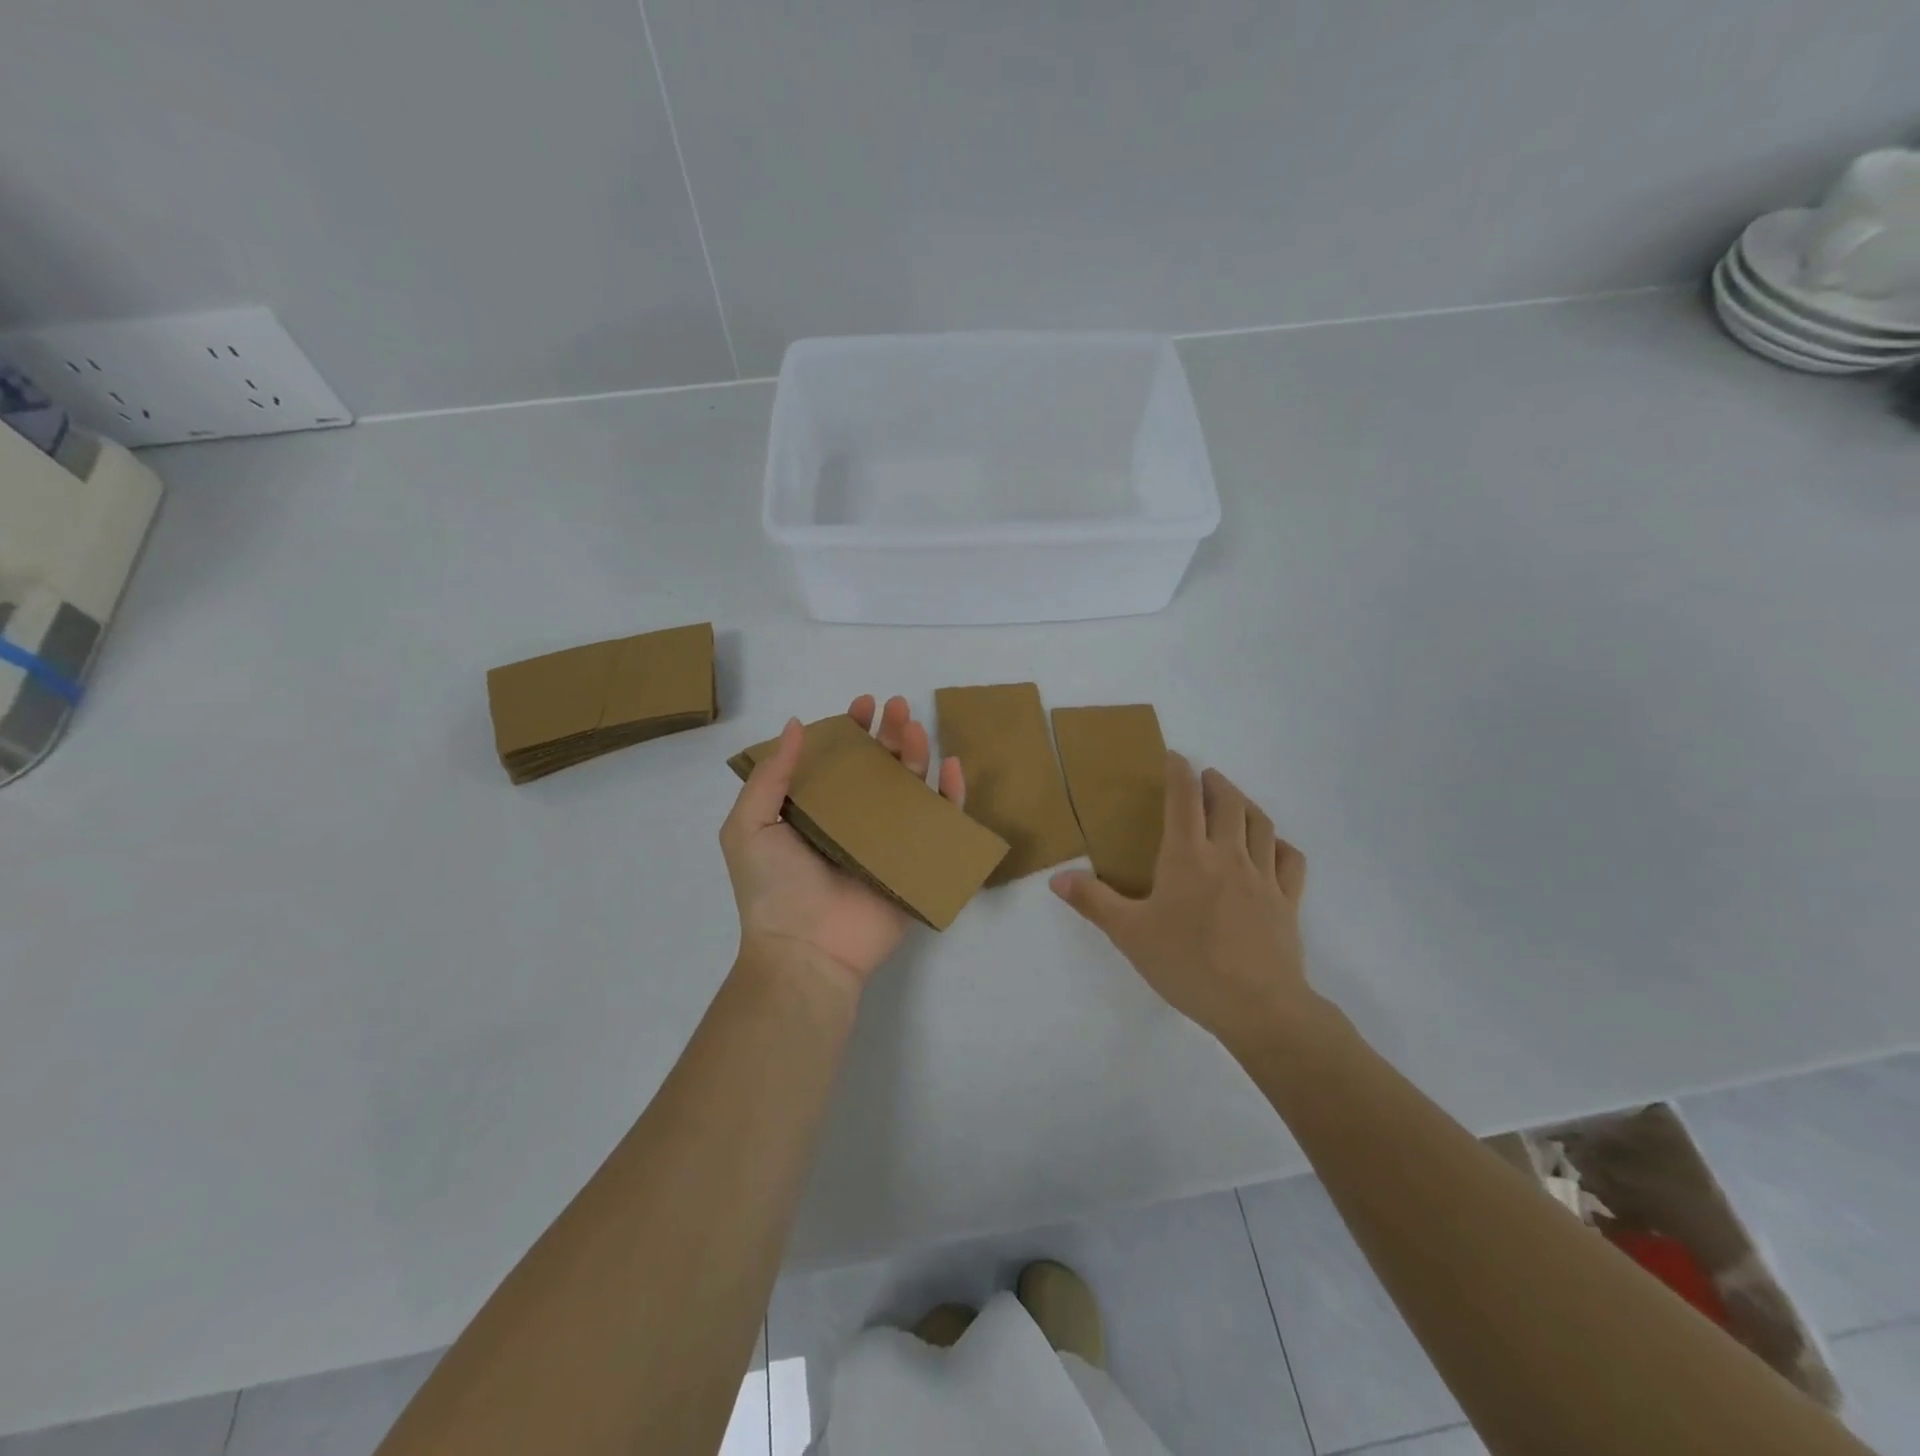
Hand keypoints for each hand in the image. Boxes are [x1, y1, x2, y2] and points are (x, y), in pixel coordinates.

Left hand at [721, 694, 964, 992]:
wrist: (806, 950)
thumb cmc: (773, 888)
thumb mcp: (749, 826)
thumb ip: (771, 776)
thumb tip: (797, 725)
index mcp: (817, 811)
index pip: (839, 760)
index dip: (851, 729)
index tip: (862, 704)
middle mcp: (854, 821)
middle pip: (880, 767)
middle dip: (890, 733)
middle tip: (896, 707)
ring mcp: (888, 841)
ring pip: (911, 788)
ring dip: (917, 753)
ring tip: (916, 728)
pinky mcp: (916, 862)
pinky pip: (941, 823)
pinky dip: (951, 794)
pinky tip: (951, 766)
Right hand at [1050, 753, 1317, 1053]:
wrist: (1257, 1006)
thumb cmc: (1187, 964)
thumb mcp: (1129, 934)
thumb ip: (1093, 901)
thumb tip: (1056, 877)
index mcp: (1187, 856)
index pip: (1183, 799)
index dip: (1179, 772)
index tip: (1174, 756)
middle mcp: (1228, 855)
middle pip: (1227, 802)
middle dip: (1215, 782)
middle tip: (1205, 777)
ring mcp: (1263, 876)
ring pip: (1261, 824)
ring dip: (1246, 804)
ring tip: (1235, 801)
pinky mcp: (1288, 901)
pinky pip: (1289, 860)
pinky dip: (1280, 844)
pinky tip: (1272, 846)